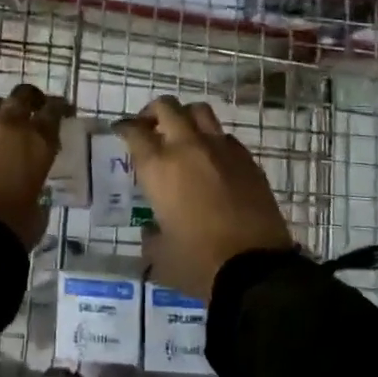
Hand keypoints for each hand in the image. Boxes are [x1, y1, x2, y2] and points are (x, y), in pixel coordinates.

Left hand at [0, 83, 71, 248]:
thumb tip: (31, 192)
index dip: (59, 107)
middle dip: (30, 98)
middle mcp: (8, 127)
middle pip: (21, 96)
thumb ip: (37, 192)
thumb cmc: (11, 226)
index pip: (53, 110)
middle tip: (34, 106)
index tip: (63, 109)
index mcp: (37, 141)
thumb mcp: (37, 211)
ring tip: (0, 123)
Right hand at [114, 97, 294, 302]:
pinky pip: (224, 136)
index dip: (125, 128)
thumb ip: (151, 237)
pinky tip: (212, 159)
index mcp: (158, 167)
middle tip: (149, 127)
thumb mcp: (161, 255)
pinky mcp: (247, 159)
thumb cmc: (198, 262)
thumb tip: (152, 232)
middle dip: (153, 112)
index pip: (135, 132)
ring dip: (185, 117)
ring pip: (199, 111)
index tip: (122, 131)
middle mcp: (187, 147)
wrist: (255, 268)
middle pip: (166, 107)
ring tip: (181, 134)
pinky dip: (212, 139)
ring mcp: (220, 149)